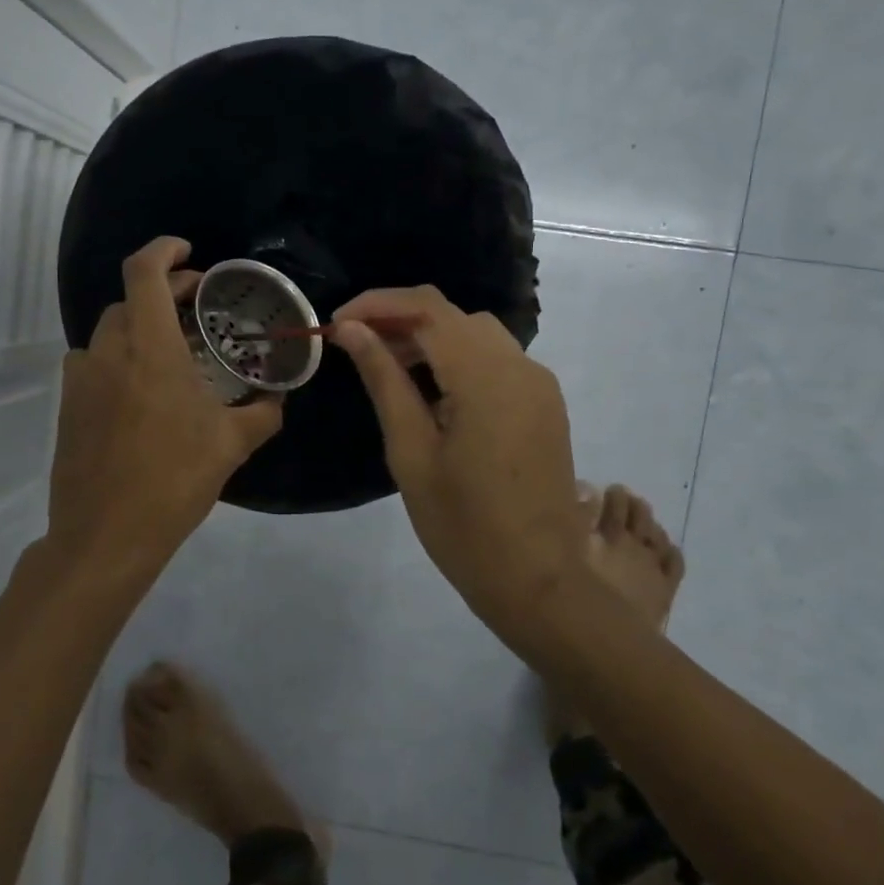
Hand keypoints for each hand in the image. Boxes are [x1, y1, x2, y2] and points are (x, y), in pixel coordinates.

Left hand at [46, 238, 282, 578]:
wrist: (106, 535)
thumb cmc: (174, 481)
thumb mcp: (232, 445)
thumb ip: (264, 412)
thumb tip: (279, 397)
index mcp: (149, 348)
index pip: (144, 272)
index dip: (164, 249)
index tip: (189, 252)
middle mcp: (108, 351)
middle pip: (129, 298)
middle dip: (164, 291)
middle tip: (198, 307)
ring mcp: (81, 378)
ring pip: (110, 330)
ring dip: (141, 326)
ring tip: (173, 349)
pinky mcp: (68, 404)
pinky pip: (96, 362)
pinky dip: (121, 356)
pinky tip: (144, 389)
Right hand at [331, 287, 583, 646]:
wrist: (539, 581)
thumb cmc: (463, 525)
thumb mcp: (411, 451)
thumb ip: (384, 380)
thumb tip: (352, 330)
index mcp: (486, 376)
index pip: (428, 308)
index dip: (378, 304)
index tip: (339, 322)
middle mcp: (520, 366)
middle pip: (453, 316)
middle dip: (402, 321)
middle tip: (358, 350)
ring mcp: (539, 385)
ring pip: (477, 335)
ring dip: (431, 340)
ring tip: (390, 370)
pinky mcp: (544, 405)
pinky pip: (497, 362)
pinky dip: (460, 361)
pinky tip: (434, 394)